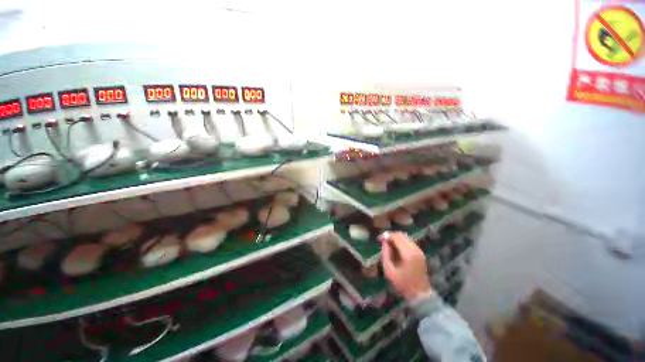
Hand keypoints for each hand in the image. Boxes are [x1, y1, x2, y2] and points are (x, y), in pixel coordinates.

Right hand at [380, 232, 432, 300]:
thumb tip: (384, 242)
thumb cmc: (403, 284)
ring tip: (388, 244)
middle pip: (402, 235)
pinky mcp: (420, 253)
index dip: (386, 236)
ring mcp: (419, 251)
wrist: (420, 295)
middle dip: (391, 235)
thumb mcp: (389, 271)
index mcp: (408, 253)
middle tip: (382, 240)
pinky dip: (401, 242)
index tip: (378, 239)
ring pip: (406, 237)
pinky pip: (409, 242)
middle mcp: (415, 249)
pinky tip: (395, 248)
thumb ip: (385, 254)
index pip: (396, 237)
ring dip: (396, 238)